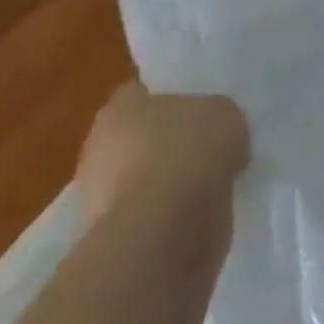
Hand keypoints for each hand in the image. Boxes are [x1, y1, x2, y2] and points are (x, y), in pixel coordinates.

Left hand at [75, 82, 249, 227]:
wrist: (167, 227)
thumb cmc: (189, 150)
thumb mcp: (223, 112)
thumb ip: (215, 116)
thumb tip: (214, 130)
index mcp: (119, 106)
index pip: (144, 92)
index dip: (174, 98)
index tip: (201, 109)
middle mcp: (99, 145)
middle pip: (142, 135)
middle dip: (169, 141)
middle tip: (207, 146)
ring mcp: (100, 192)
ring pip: (144, 175)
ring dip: (170, 179)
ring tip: (211, 182)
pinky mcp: (112, 231)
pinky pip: (150, 210)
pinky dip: (170, 211)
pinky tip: (201, 209)